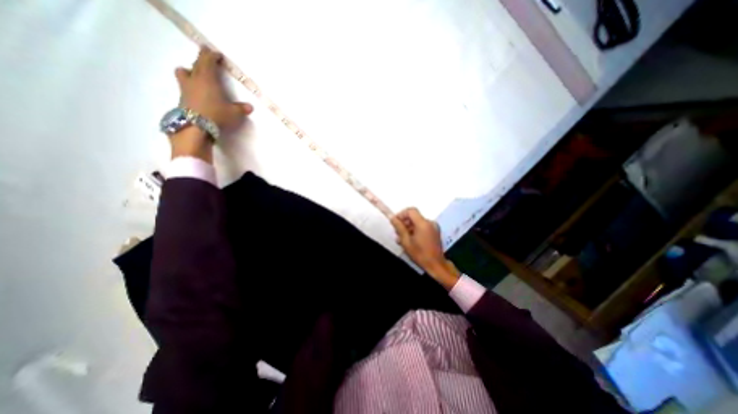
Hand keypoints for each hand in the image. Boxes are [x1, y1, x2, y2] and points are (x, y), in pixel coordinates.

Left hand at [175, 46, 252, 129]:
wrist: (196, 126)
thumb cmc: (216, 114)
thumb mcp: (233, 113)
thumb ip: (241, 109)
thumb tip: (249, 107)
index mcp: (208, 79)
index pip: (207, 61)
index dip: (212, 56)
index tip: (216, 53)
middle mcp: (195, 80)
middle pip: (195, 64)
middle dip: (201, 59)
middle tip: (205, 56)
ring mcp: (186, 88)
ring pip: (184, 73)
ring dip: (189, 70)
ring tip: (194, 74)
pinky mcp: (182, 98)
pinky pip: (185, 85)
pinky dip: (190, 84)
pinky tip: (196, 91)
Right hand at [389, 209, 459, 288]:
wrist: (435, 265)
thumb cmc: (420, 254)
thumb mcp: (406, 241)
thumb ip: (399, 227)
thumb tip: (392, 218)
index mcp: (423, 224)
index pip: (411, 211)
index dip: (401, 214)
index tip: (395, 222)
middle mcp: (430, 222)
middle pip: (414, 216)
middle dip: (404, 222)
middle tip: (397, 232)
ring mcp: (434, 227)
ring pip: (418, 222)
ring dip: (409, 227)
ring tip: (402, 238)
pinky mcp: (435, 231)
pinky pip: (423, 226)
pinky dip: (415, 230)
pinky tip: (411, 239)